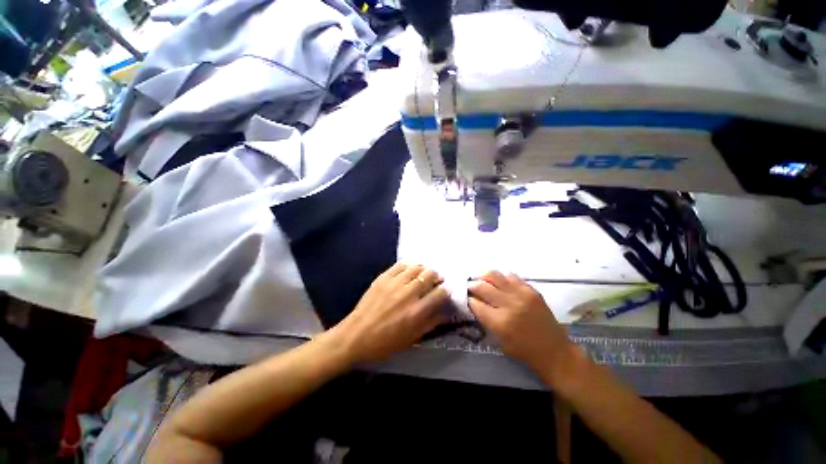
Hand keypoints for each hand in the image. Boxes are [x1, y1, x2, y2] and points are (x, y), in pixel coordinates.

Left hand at [327, 263, 448, 363]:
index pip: (440, 293)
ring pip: (416, 267)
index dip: (445, 291)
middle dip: (436, 277)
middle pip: (430, 275)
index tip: (443, 292)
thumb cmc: (384, 343)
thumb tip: (444, 312)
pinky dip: (408, 267)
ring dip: (423, 270)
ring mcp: (394, 283)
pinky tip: (408, 272)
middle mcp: (408, 294)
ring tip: (422, 275)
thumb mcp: (411, 339)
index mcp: (417, 311)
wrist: (355, 336)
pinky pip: (400, 265)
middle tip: (434, 281)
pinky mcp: (383, 278)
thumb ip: (430, 323)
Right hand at [468, 271, 576, 378]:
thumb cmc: (524, 351)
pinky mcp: (531, 290)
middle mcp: (508, 305)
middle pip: (482, 286)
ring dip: (485, 277)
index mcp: (499, 322)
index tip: (467, 298)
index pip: (475, 303)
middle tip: (471, 287)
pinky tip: (501, 284)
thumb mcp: (499, 340)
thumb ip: (485, 319)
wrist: (555, 351)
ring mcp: (521, 295)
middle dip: (472, 286)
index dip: (468, 299)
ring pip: (494, 275)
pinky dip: (502, 278)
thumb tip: (474, 302)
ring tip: (484, 281)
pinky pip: (511, 276)